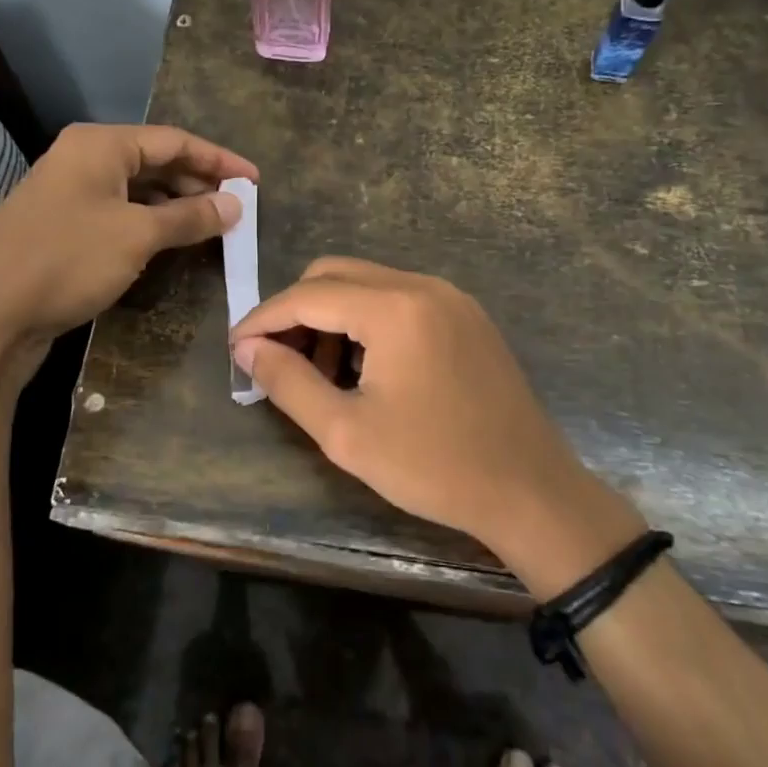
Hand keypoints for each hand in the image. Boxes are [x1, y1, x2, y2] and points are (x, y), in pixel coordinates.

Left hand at [0, 124, 256, 386]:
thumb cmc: (68, 260)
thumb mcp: (137, 235)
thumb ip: (189, 216)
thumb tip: (234, 205)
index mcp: (100, 145)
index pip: (174, 141)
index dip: (219, 161)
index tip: (255, 182)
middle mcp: (83, 159)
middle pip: (155, 162)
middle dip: (198, 184)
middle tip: (236, 209)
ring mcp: (69, 193)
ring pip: (137, 190)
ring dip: (175, 206)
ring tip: (212, 226)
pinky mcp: (63, 225)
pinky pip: (119, 213)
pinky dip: (149, 223)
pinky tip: (171, 242)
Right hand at [230, 258, 644, 594]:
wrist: (531, 491)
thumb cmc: (434, 466)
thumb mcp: (346, 433)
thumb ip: (288, 382)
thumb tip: (247, 349)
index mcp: (394, 308)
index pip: (307, 295)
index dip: (264, 318)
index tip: (236, 348)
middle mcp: (422, 285)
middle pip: (335, 274)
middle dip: (296, 311)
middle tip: (277, 360)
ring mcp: (450, 297)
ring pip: (367, 283)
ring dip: (332, 315)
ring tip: (321, 373)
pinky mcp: (466, 315)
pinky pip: (399, 298)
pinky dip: (367, 320)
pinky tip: (364, 367)